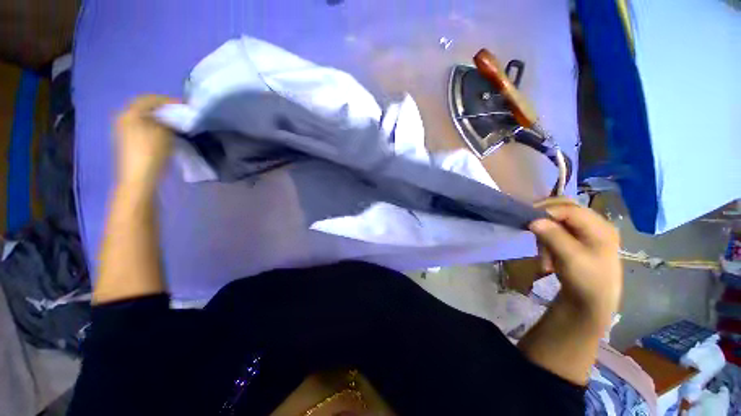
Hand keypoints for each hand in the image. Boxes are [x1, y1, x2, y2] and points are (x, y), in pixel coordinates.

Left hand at [114, 95, 174, 188]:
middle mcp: (123, 118)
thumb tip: (170, 118)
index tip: (183, 105)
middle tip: (178, 112)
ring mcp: (122, 130)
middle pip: (143, 107)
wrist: (138, 177)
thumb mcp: (164, 133)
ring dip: (157, 117)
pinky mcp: (125, 141)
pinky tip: (163, 131)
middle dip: (161, 108)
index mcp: (130, 113)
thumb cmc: (151, 153)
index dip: (168, 100)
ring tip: (172, 122)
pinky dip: (152, 125)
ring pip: (142, 117)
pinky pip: (140, 126)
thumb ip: (167, 121)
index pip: (150, 99)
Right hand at [529, 204, 621, 324]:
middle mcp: (595, 225)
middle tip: (529, 226)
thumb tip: (532, 220)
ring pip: (557, 220)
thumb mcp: (570, 258)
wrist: (591, 304)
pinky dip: (547, 240)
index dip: (548, 211)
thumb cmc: (586, 281)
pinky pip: (556, 231)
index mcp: (600, 227)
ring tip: (543, 253)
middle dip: (545, 218)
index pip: (570, 209)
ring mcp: (586, 232)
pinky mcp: (577, 240)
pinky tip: (548, 255)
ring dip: (545, 233)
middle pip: (565, 210)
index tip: (528, 219)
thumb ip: (553, 236)